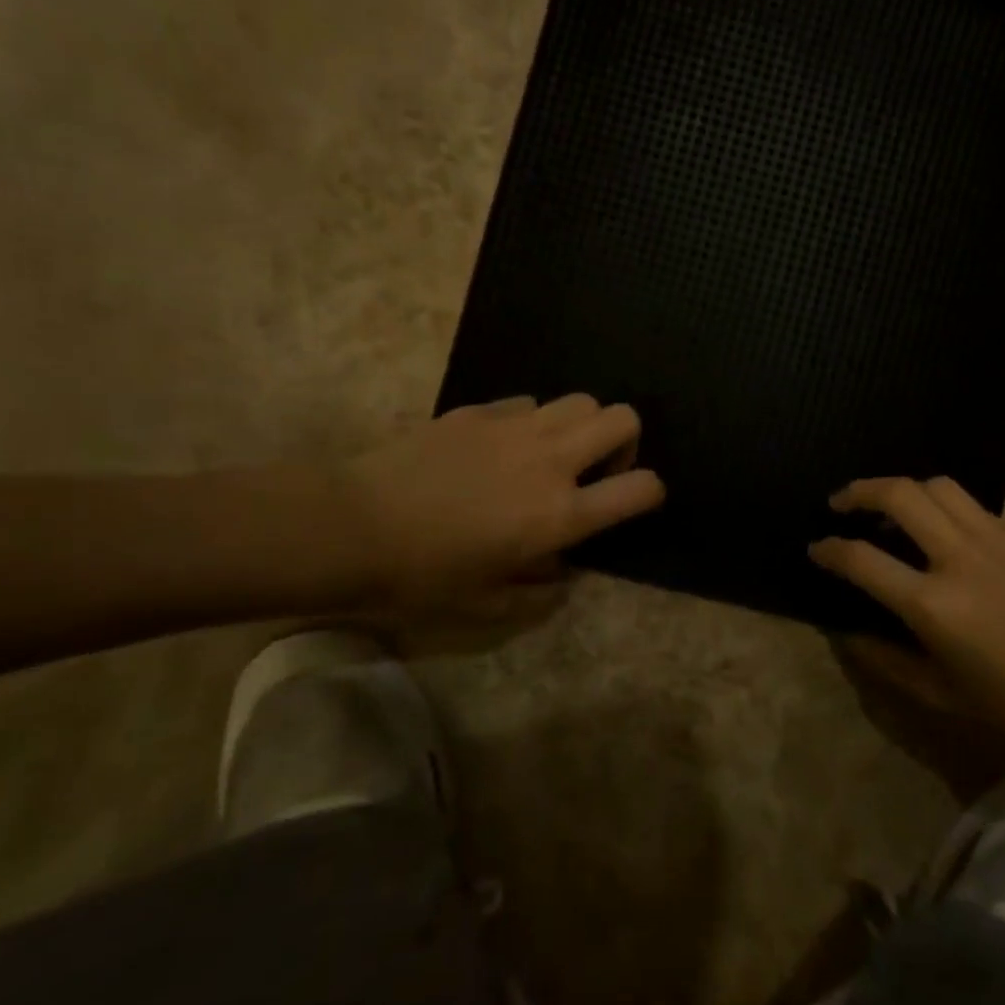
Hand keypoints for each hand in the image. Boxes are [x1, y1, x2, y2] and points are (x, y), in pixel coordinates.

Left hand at [336, 395, 663, 618]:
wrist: (353, 525)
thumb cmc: (423, 576)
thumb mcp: (488, 605)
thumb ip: (540, 591)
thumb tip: (561, 570)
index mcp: (560, 514)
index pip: (642, 488)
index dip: (651, 492)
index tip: (634, 501)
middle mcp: (551, 460)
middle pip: (623, 417)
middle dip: (625, 441)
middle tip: (595, 470)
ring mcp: (516, 427)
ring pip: (581, 400)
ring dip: (581, 426)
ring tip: (552, 454)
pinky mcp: (481, 410)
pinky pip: (529, 403)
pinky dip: (532, 422)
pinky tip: (502, 447)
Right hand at [809, 476, 1004, 743]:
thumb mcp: (940, 694)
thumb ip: (884, 659)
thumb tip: (846, 632)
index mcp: (933, 605)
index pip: (862, 558)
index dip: (830, 550)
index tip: (817, 548)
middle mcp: (961, 558)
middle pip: (899, 494)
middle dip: (859, 491)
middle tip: (842, 503)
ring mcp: (999, 540)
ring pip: (939, 486)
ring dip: (905, 489)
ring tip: (893, 507)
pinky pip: (977, 508)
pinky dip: (949, 510)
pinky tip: (949, 535)